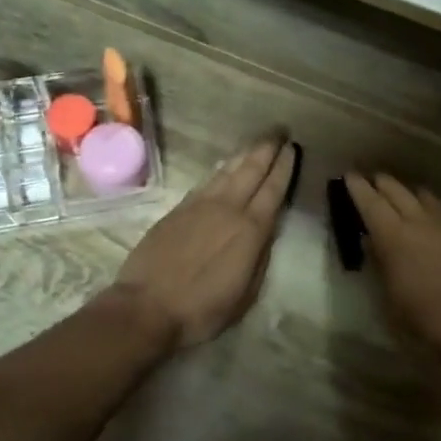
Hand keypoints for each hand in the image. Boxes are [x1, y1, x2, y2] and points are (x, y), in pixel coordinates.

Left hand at [111, 137, 296, 349]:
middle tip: (279, 130)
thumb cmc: (202, 310)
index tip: (292, 148)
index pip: (273, 190)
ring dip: (244, 154)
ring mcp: (199, 206)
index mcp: (250, 231)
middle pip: (251, 170)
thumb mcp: (245, 294)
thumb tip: (266, 233)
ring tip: (257, 142)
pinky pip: (206, 181)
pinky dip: (220, 170)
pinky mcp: (177, 210)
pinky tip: (224, 165)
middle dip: (267, 149)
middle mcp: (227, 209)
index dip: (284, 167)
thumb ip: (259, 259)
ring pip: (227, 171)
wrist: (147, 306)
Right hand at [344, 172, 440, 386]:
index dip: (357, 188)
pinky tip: (429, 219)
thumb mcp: (388, 300)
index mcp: (394, 239)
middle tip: (369, 180)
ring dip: (408, 193)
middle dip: (381, 183)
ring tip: (398, 194)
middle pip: (398, 192)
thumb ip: (379, 265)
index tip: (349, 176)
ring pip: (425, 198)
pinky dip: (430, 209)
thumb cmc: (421, 330)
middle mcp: (422, 225)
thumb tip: (372, 243)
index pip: (371, 203)